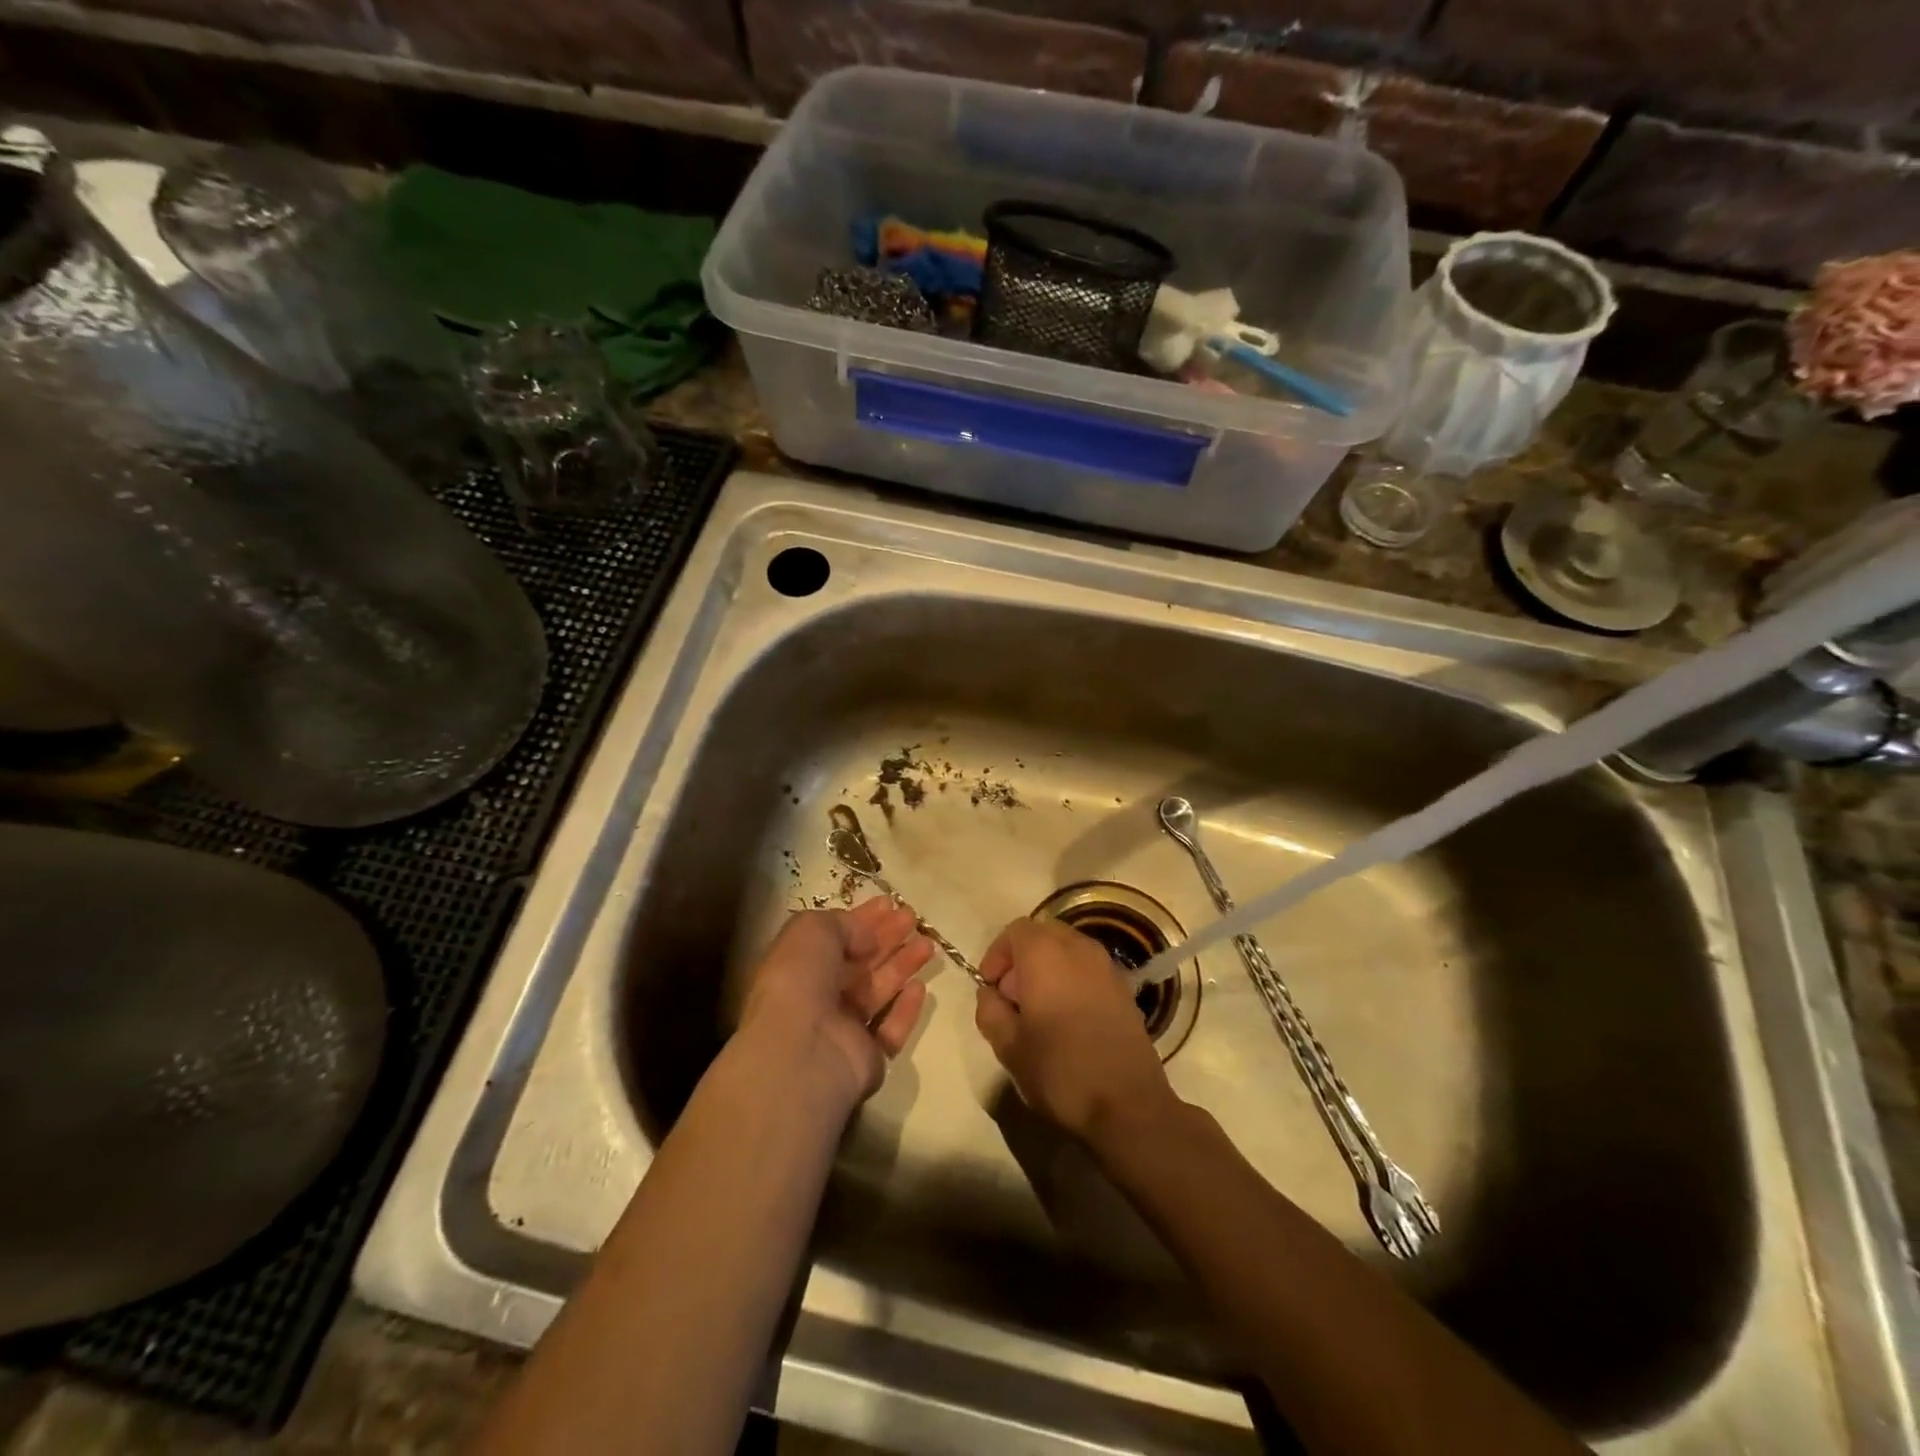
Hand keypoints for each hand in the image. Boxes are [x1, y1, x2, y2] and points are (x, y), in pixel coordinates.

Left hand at [740, 896, 932, 1107]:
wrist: (801, 1051)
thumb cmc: (799, 980)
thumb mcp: (812, 930)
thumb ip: (844, 924)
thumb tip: (868, 937)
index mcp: (799, 965)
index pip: (835, 937)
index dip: (862, 919)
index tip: (890, 903)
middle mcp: (819, 996)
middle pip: (860, 962)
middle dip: (887, 938)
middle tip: (913, 918)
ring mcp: (843, 1029)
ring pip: (878, 991)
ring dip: (902, 965)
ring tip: (928, 944)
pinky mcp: (866, 1057)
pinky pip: (890, 1029)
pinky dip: (905, 1009)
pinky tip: (919, 987)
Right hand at [973, 917, 1177, 1143]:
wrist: (1128, 1104)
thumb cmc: (1060, 1070)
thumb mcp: (1008, 1047)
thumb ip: (990, 1011)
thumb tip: (990, 994)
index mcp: (1046, 954)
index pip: (1016, 931)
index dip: (997, 955)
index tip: (990, 987)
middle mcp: (1079, 948)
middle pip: (1044, 935)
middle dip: (1023, 959)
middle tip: (1012, 998)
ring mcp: (1107, 967)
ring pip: (1069, 950)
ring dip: (1049, 969)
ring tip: (1040, 1011)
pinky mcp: (1125, 989)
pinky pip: (1089, 970)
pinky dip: (1073, 981)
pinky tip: (1069, 1020)